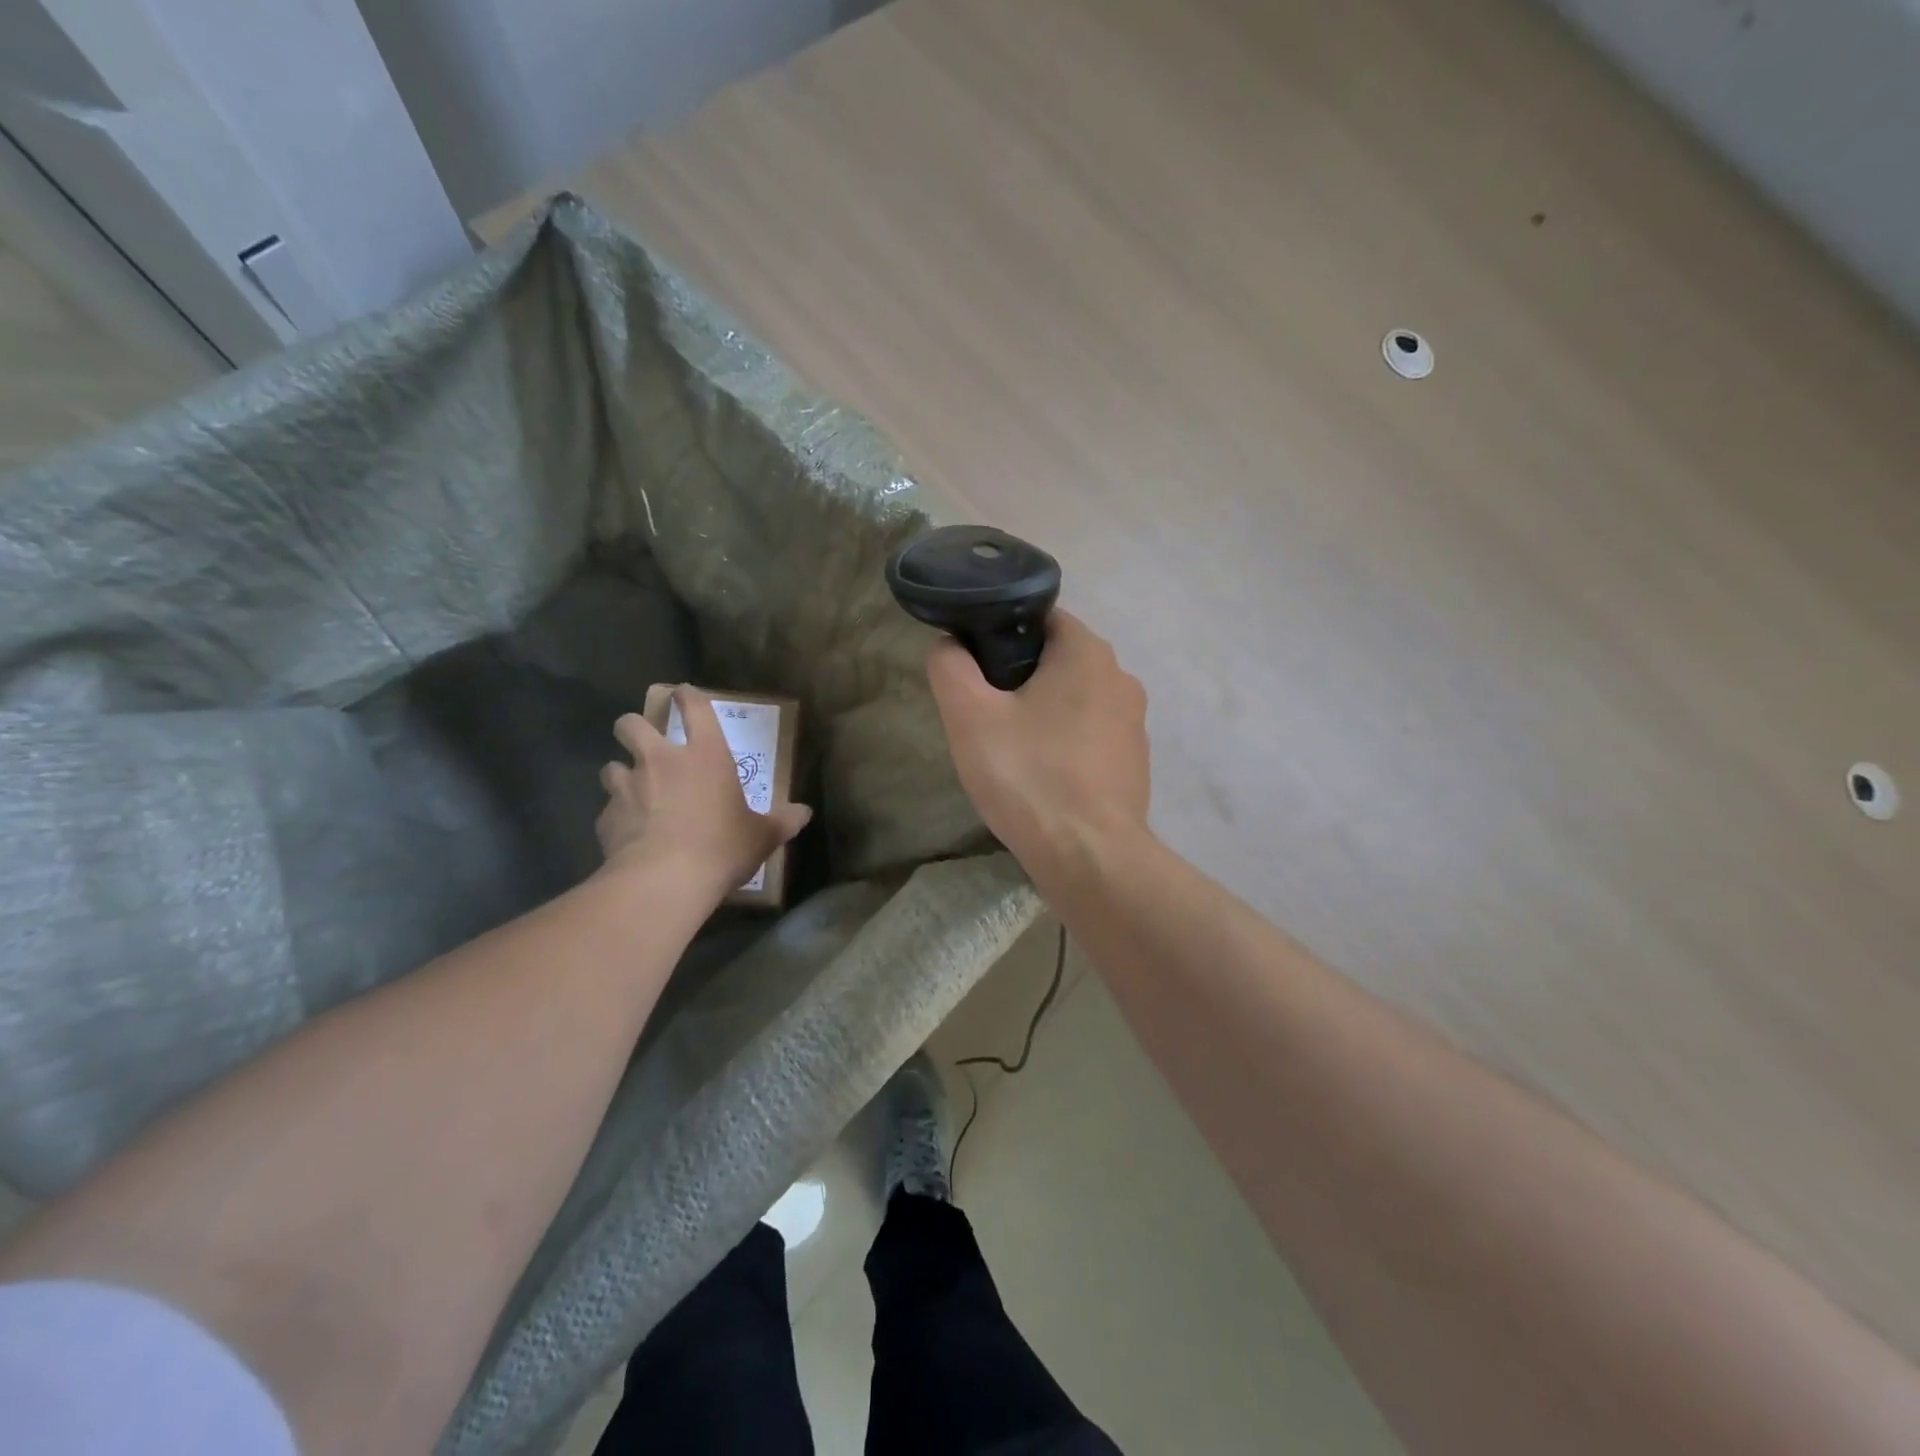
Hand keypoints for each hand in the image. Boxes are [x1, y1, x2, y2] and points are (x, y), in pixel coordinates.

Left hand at [596, 686, 811, 896]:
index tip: (683, 693)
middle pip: (632, 725)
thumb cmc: (721, 847)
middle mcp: (661, 761)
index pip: (694, 708)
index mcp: (705, 755)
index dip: (687, 697)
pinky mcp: (606, 818)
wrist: (665, 880)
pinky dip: (617, 817)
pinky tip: (628, 834)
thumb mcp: (761, 836)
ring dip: (620, 774)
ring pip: (611, 766)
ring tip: (631, 790)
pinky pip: (608, 810)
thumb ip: (782, 822)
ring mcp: (629, 787)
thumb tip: (804, 814)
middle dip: (633, 727)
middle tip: (642, 740)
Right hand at [926, 610, 1149, 876]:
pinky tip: (1043, 777)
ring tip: (1011, 750)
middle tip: (986, 713)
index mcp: (1087, 651)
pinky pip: (1092, 735)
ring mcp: (1135, 722)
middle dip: (1021, 677)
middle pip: (1059, 659)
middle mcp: (1121, 676)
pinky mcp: (1136, 761)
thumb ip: (951, 667)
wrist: (1089, 857)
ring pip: (1076, 699)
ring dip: (1044, 713)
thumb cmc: (1028, 776)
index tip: (977, 668)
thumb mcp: (970, 716)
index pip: (1040, 618)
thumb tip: (951, 644)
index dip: (1001, 635)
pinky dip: (1067, 744)